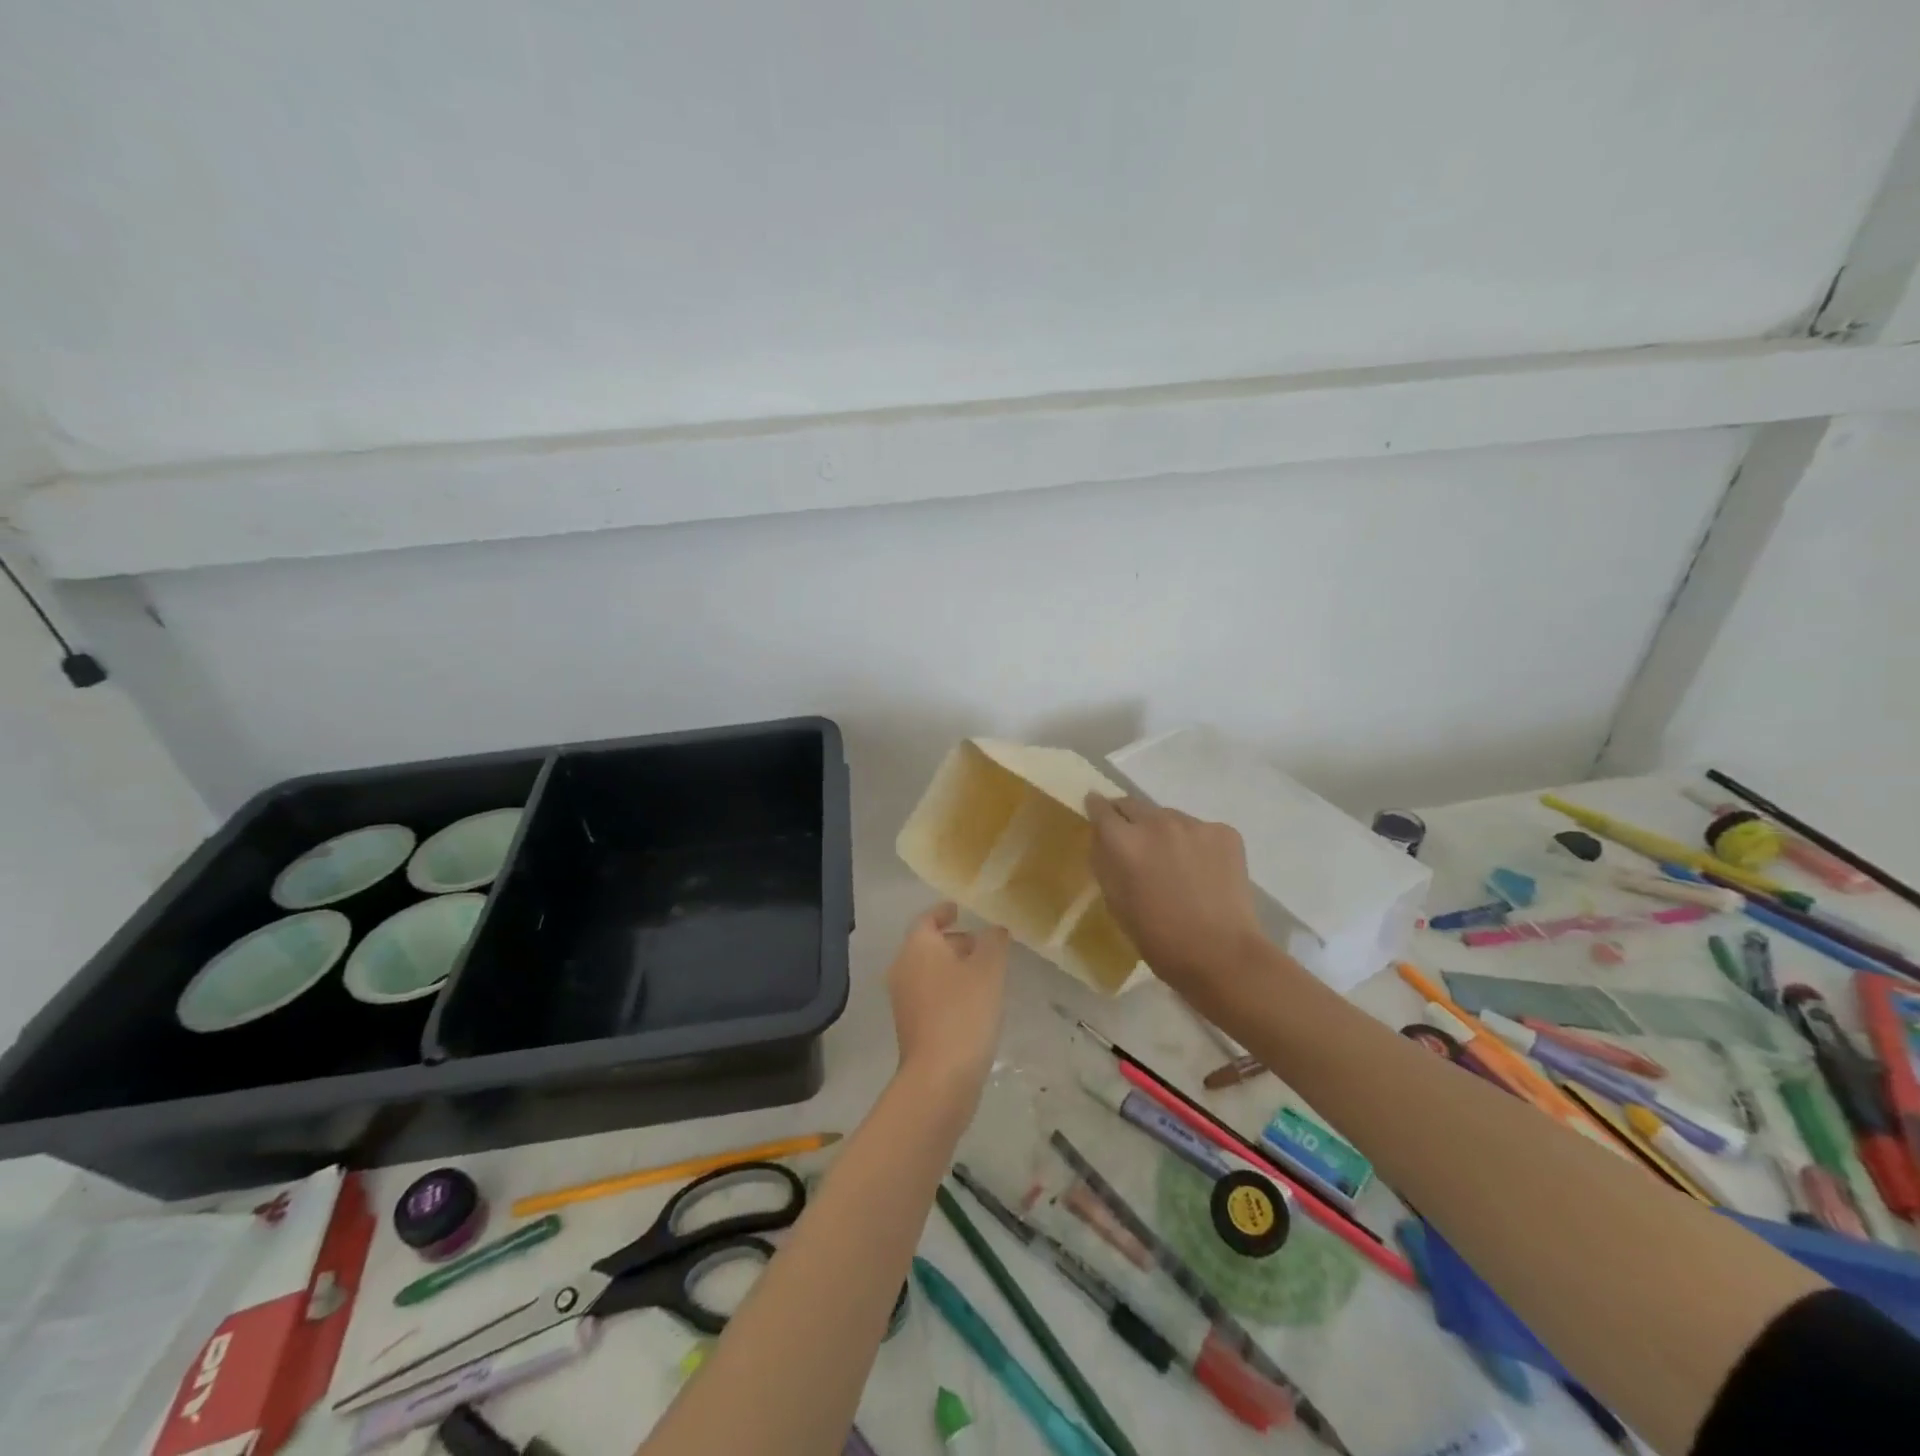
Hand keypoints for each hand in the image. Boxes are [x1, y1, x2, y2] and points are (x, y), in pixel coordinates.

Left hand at [888, 903, 1009, 1098]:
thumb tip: (994, 930)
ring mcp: (903, 999)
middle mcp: (903, 967)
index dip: (944, 912)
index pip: (927, 918)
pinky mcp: (910, 1025)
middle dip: (954, 941)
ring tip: (984, 973)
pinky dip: (948, 990)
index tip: (960, 910)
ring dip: (952, 967)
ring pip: (928, 971)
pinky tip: (974, 1003)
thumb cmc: (964, 1011)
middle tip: (983, 944)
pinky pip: (930, 994)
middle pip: (927, 945)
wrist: (939, 1076)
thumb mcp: (989, 969)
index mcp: (917, 946)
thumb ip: (994, 942)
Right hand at [1085, 794, 1265, 997]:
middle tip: (1133, 841)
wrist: (1221, 954)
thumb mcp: (1115, 901)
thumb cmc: (1158, 937)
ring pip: (1168, 817)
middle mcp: (1156, 822)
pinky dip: (1195, 844)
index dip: (1096, 807)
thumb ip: (1105, 862)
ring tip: (1173, 862)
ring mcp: (1194, 824)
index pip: (1101, 808)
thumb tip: (1103, 838)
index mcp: (1124, 841)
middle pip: (1133, 804)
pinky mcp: (1225, 832)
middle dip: (1128, 818)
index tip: (1095, 810)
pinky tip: (1203, 872)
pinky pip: (1199, 830)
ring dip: (1163, 832)